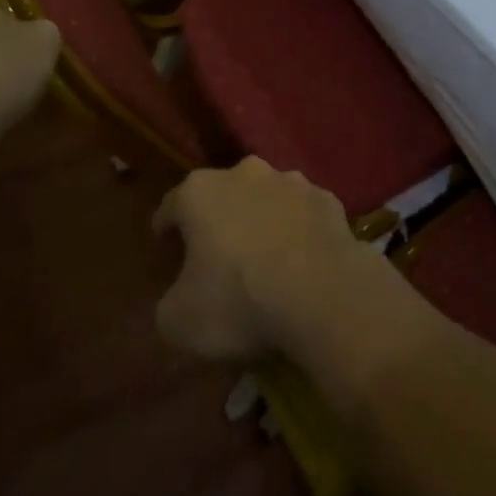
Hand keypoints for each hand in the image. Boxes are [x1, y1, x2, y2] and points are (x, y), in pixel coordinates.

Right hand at [152, 157, 389, 362]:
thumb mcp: (178, 322)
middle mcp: (245, 173)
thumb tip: (180, 298)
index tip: (166, 254)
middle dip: (217, 221)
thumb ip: (169, 302)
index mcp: (200, 192)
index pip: (172, 206)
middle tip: (216, 259)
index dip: (166, 232)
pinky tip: (301, 263)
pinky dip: (298, 232)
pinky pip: (302, 215)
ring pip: (266, 199)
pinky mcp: (328, 199)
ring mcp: (292, 182)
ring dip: (261, 221)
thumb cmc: (239, 302)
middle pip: (222, 195)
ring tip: (264, 260)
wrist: (324, 295)